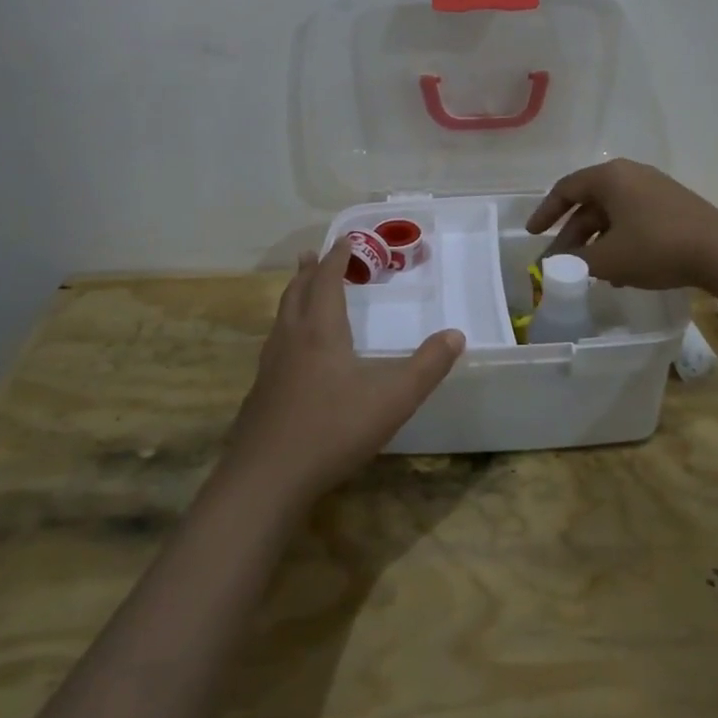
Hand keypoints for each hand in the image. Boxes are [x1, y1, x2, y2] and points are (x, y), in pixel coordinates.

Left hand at [222, 245, 463, 508]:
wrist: (267, 478)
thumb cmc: (333, 429)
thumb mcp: (393, 398)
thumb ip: (427, 366)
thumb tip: (457, 335)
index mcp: (320, 331)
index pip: (326, 280)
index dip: (337, 258)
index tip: (345, 240)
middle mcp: (291, 339)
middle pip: (297, 292)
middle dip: (309, 271)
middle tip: (315, 254)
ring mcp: (270, 367)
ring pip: (281, 318)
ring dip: (294, 296)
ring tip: (301, 290)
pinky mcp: (260, 393)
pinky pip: (275, 344)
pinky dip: (286, 328)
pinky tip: (293, 352)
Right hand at [525, 159, 717, 290]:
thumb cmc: (655, 247)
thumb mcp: (607, 259)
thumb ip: (574, 262)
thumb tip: (553, 266)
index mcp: (610, 177)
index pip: (566, 189)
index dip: (545, 212)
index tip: (532, 234)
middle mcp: (630, 175)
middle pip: (589, 203)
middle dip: (571, 235)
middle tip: (558, 262)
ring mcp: (654, 189)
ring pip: (612, 215)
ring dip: (595, 242)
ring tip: (588, 272)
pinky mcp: (673, 206)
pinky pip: (633, 220)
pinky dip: (619, 241)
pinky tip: (620, 272)